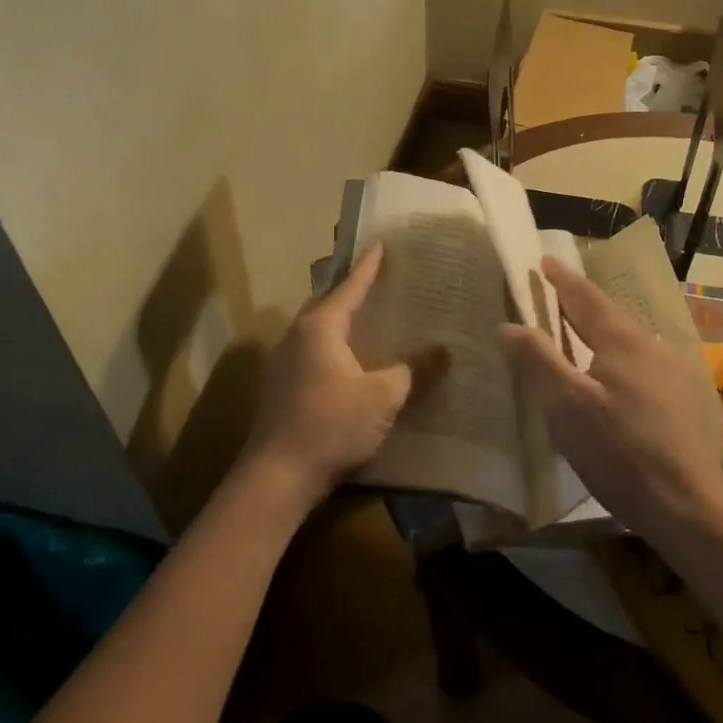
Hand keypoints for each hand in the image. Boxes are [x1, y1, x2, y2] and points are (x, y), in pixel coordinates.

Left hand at [242, 245, 448, 512]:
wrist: (278, 476)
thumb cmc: (331, 425)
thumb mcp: (382, 397)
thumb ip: (413, 370)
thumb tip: (444, 350)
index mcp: (319, 327)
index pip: (349, 287)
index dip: (368, 268)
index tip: (381, 246)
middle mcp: (296, 336)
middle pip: (327, 304)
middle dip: (352, 293)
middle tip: (379, 284)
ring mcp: (283, 362)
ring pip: (317, 330)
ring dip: (341, 322)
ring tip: (368, 320)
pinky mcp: (280, 388)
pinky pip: (311, 352)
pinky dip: (333, 347)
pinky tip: (350, 362)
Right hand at [499, 256, 722, 544]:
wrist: (688, 506)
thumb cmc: (619, 451)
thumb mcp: (566, 406)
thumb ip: (537, 360)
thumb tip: (508, 324)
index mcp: (621, 340)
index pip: (585, 298)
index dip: (562, 280)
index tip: (544, 261)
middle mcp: (650, 346)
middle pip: (609, 313)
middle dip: (581, 299)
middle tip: (556, 289)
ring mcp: (670, 373)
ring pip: (626, 337)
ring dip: (599, 326)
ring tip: (577, 326)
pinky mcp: (678, 400)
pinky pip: (638, 360)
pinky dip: (613, 351)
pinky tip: (609, 370)